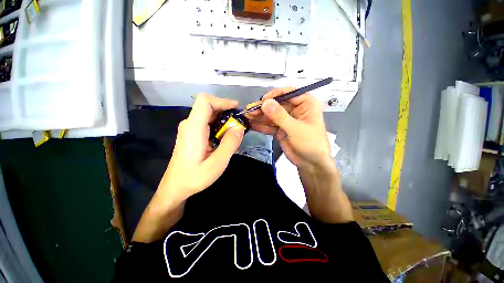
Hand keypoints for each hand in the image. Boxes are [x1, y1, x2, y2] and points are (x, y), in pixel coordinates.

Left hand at [159, 94, 244, 202]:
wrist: (176, 187)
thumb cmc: (194, 177)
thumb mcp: (217, 163)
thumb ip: (229, 144)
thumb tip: (239, 127)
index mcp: (194, 128)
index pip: (205, 101)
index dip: (222, 101)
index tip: (236, 108)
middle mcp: (190, 124)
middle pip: (208, 106)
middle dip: (226, 111)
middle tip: (240, 123)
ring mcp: (190, 129)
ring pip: (208, 115)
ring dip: (223, 119)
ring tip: (235, 131)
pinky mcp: (192, 134)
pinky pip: (207, 123)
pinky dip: (219, 126)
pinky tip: (225, 137)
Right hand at [247, 88, 351, 223]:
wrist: (311, 164)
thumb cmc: (311, 144)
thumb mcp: (296, 129)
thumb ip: (280, 116)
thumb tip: (266, 103)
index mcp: (305, 104)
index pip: (289, 93)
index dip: (275, 95)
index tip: (263, 101)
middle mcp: (295, 109)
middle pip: (277, 105)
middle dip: (263, 108)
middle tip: (249, 110)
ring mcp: (287, 119)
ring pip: (271, 115)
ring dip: (259, 116)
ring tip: (247, 116)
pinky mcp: (280, 129)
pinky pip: (270, 125)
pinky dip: (261, 125)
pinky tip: (252, 124)